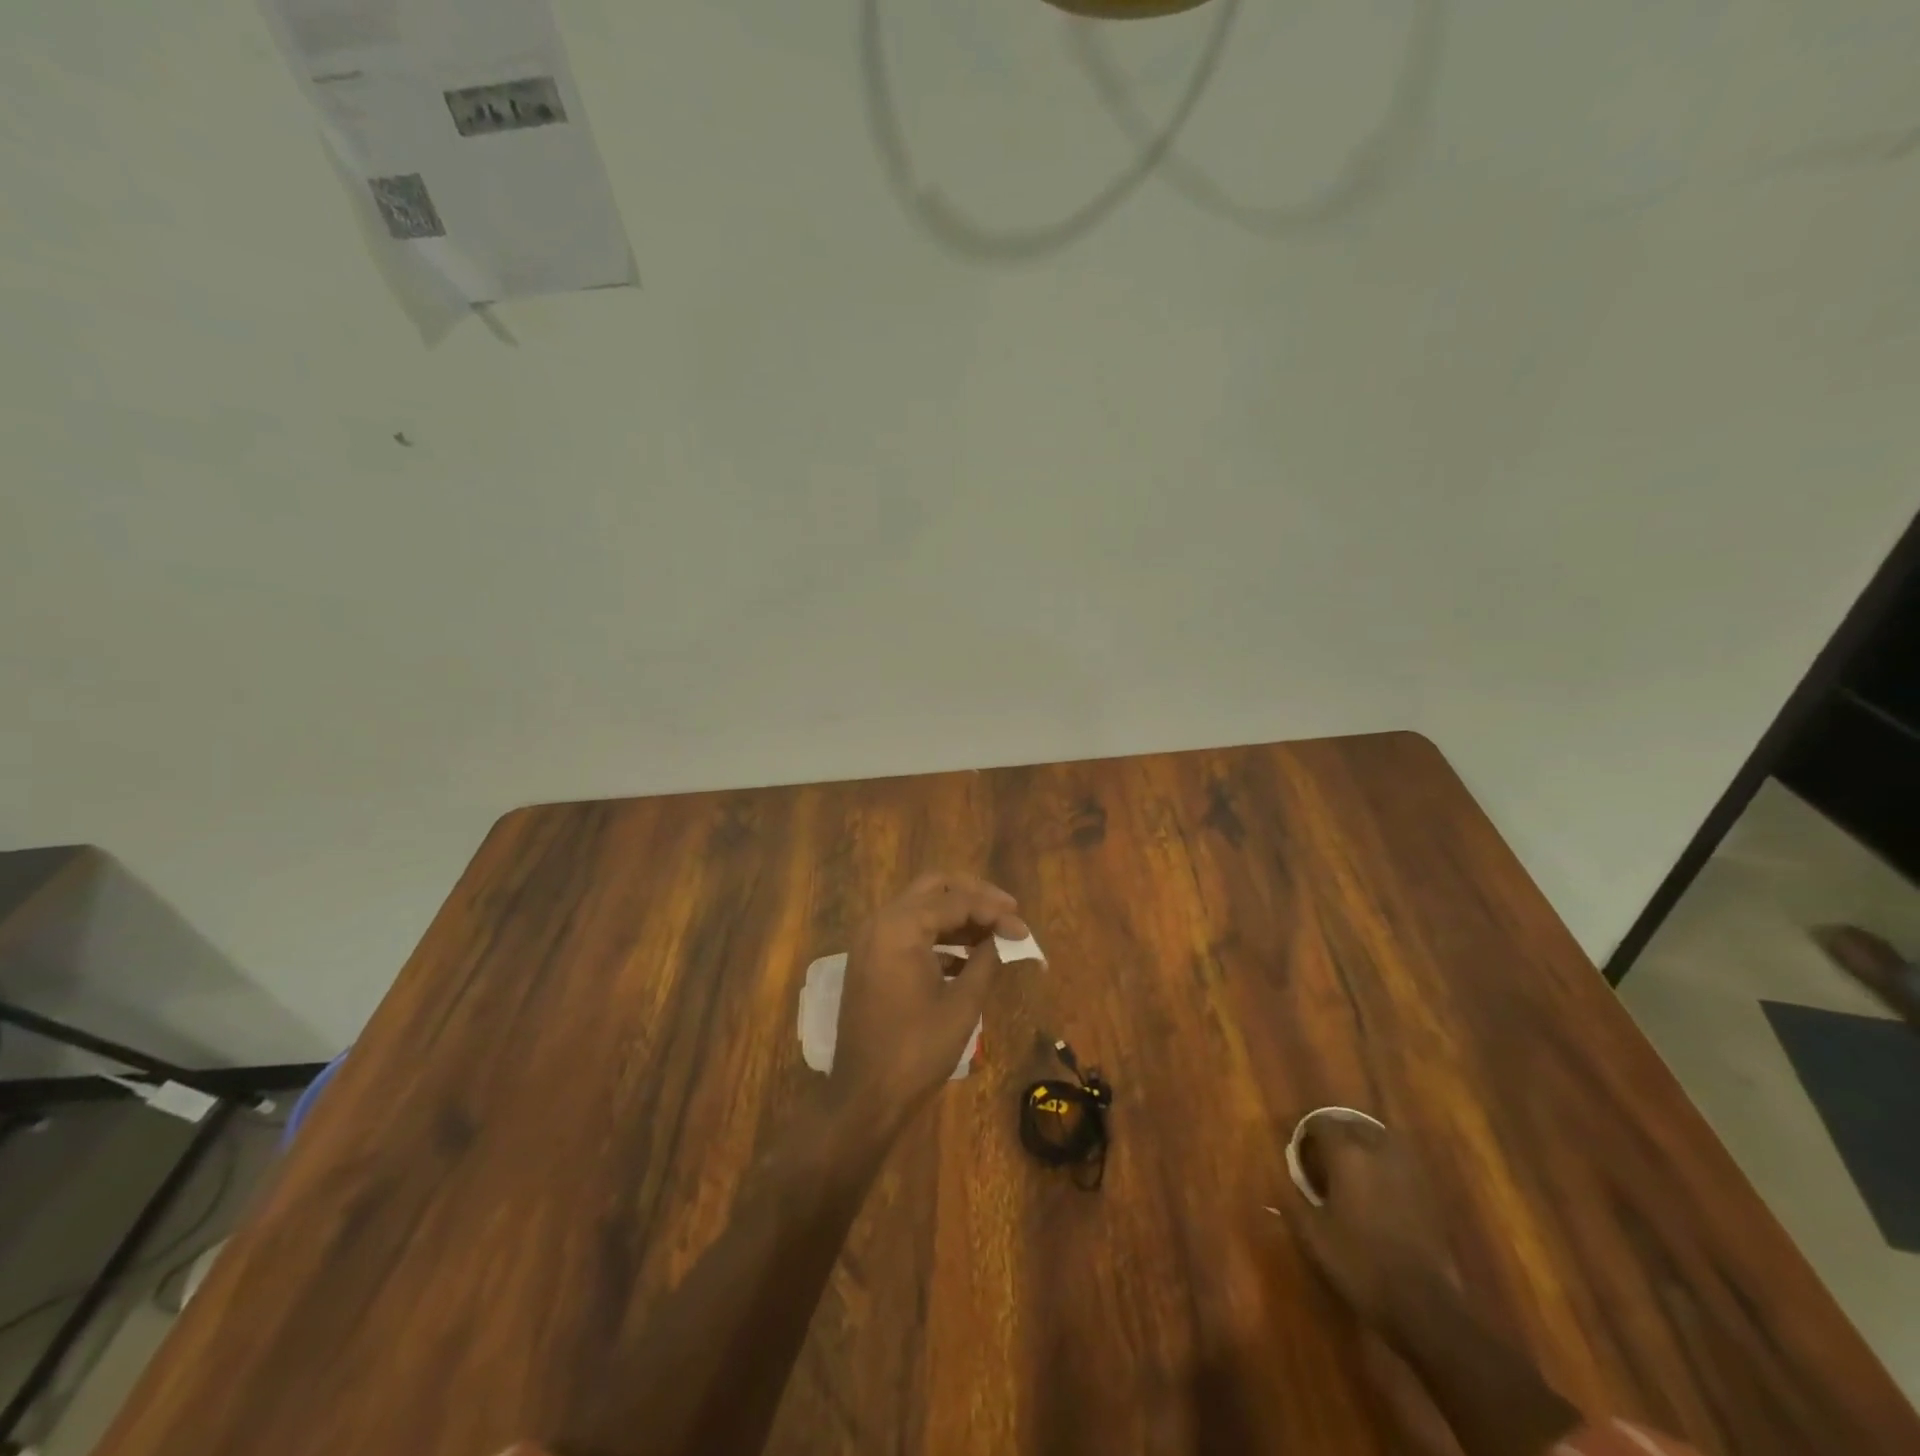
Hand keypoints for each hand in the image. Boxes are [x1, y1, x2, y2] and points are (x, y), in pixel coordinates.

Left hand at [830, 872, 1027, 1115]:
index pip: (956, 900)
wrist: (865, 1096)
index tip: (1024, 930)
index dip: (995, 912)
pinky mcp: (872, 960)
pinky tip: (968, 957)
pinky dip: (939, 936)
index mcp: (900, 926)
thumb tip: (1009, 936)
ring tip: (994, 933)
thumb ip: (987, 959)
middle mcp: (881, 922)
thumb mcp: (962, 1003)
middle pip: (934, 888)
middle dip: (974, 896)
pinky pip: (909, 932)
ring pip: (921, 907)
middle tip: (1008, 911)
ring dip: (957, 915)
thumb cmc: (917, 1050)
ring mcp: (872, 941)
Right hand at [1280, 1117, 1452, 1332]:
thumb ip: (1293, 1197)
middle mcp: (1378, 1152)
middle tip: (1322, 1153)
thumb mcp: (1313, 1233)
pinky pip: (1400, 1163)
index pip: (1322, 1124)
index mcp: (1347, 1154)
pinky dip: (1385, 1164)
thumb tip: (1280, 1174)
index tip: (1298, 1146)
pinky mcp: (1427, 1193)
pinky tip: (1377, 1185)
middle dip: (1336, 1134)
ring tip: (1350, 1163)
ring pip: (1380, 1140)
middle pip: (1353, 1126)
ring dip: (1363, 1144)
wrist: (1423, 1305)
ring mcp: (1407, 1171)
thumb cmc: (1359, 1263)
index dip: (1307, 1131)